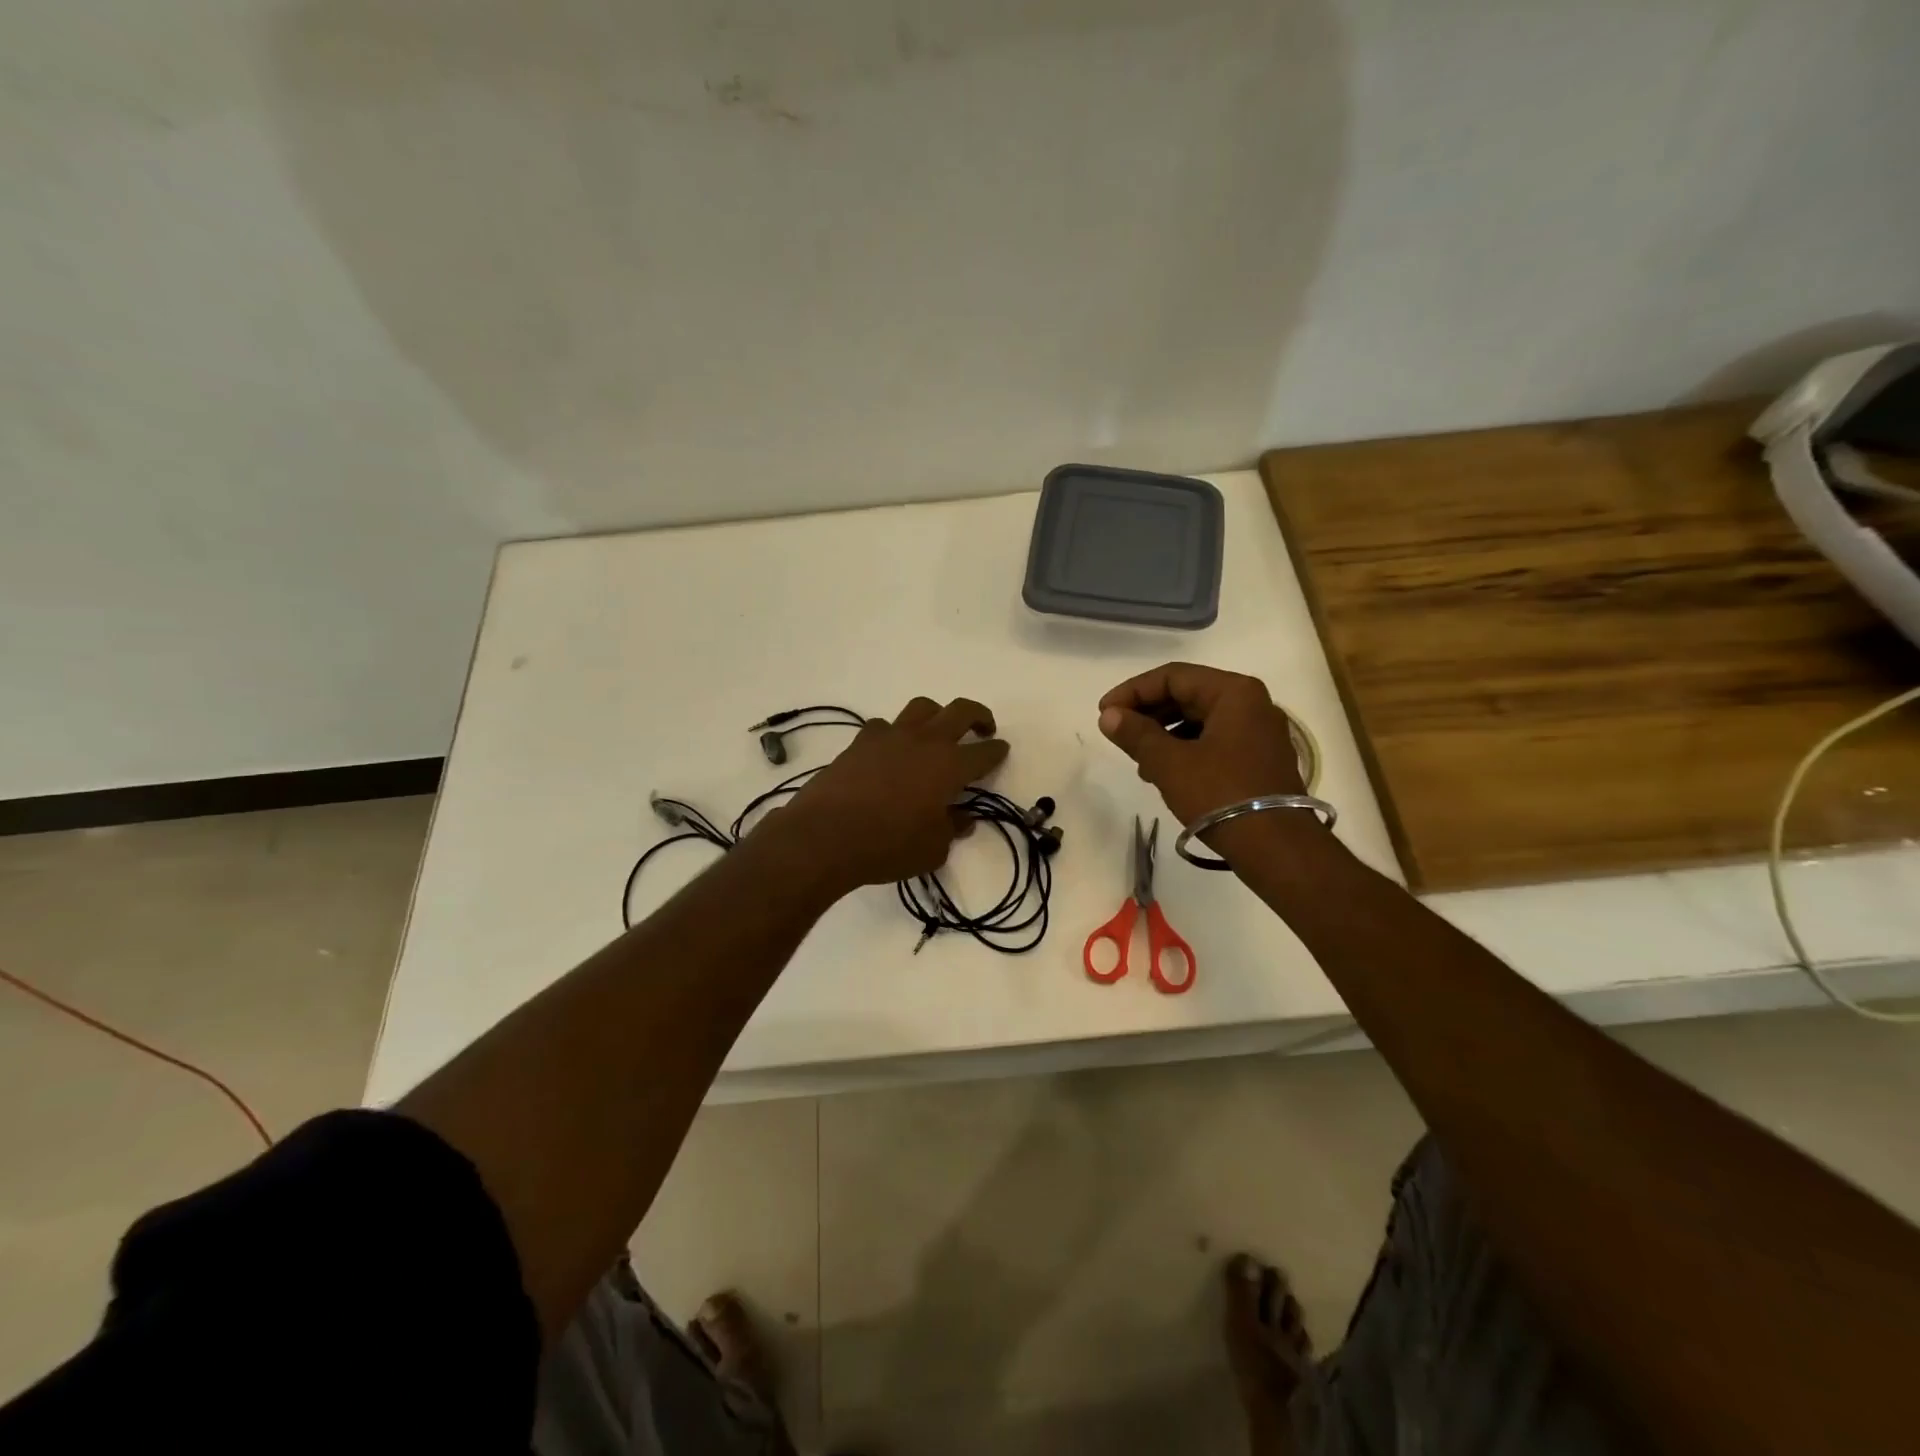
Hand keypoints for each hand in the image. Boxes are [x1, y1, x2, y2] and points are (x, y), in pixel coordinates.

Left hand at [780, 696, 1008, 890]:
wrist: (826, 836)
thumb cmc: (888, 846)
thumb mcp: (933, 848)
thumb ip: (952, 828)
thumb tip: (962, 818)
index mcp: (950, 766)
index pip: (984, 752)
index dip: (997, 751)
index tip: (1000, 750)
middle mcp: (925, 741)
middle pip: (960, 711)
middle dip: (978, 716)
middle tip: (983, 728)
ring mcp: (890, 736)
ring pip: (922, 707)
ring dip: (937, 715)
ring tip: (937, 732)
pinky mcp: (860, 741)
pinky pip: (885, 726)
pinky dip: (894, 733)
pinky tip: (891, 750)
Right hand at [1098, 663, 1304, 826]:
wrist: (1276, 847)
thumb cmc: (1220, 794)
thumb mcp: (1170, 763)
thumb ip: (1136, 734)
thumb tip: (1108, 716)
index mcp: (1234, 693)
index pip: (1173, 676)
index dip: (1133, 691)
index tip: (1104, 713)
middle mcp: (1252, 704)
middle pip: (1188, 695)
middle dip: (1148, 713)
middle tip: (1117, 733)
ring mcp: (1259, 733)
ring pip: (1200, 720)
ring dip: (1163, 734)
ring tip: (1138, 760)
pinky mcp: (1259, 760)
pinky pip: (1214, 741)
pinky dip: (1185, 750)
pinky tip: (1164, 774)